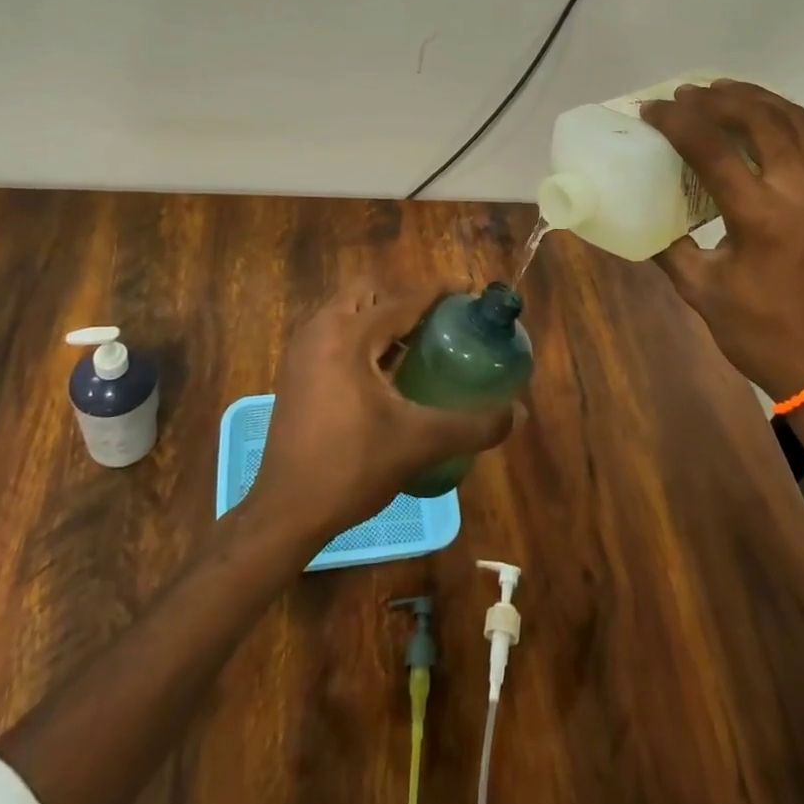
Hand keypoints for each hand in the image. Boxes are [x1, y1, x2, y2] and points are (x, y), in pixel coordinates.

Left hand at [250, 277, 520, 540]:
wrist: (285, 512)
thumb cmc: (351, 468)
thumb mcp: (419, 444)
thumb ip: (472, 426)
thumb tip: (518, 414)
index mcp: (348, 335)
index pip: (402, 300)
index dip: (439, 292)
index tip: (469, 290)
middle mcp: (321, 330)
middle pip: (368, 293)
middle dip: (404, 300)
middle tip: (437, 324)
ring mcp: (303, 350)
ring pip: (348, 312)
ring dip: (381, 320)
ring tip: (417, 348)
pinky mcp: (296, 372)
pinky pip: (334, 334)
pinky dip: (362, 339)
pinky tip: (385, 375)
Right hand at [640, 81, 803, 399]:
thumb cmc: (757, 332)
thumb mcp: (698, 288)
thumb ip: (667, 244)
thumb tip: (641, 213)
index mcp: (760, 217)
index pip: (713, 149)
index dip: (677, 122)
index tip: (652, 109)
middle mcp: (801, 193)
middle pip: (760, 120)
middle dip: (718, 99)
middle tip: (685, 95)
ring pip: (798, 122)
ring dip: (758, 99)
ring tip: (724, 91)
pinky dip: (803, 120)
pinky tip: (780, 118)